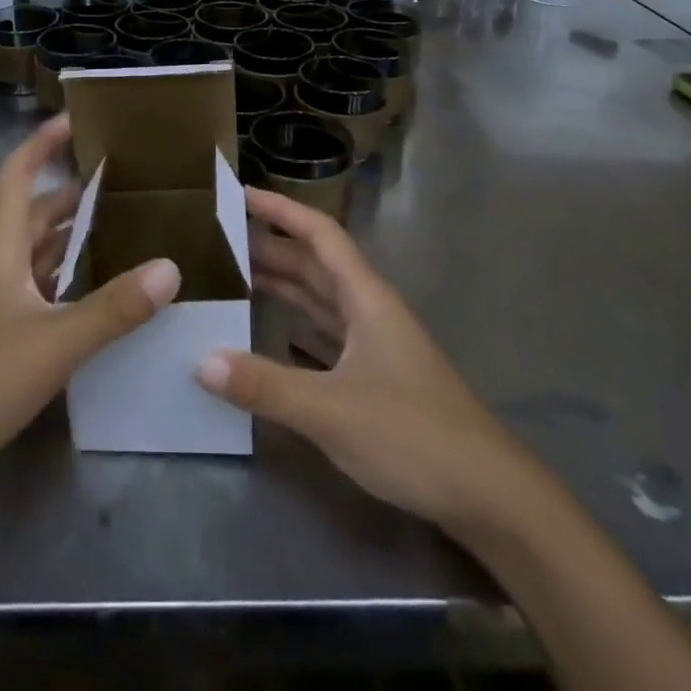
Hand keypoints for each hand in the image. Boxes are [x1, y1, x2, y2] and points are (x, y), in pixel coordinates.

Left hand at [0, 115, 181, 501]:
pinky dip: (68, 284)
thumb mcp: (54, 342)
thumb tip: (170, 267)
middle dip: (71, 193)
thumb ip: (113, 307)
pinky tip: (98, 297)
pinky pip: (39, 294)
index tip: (76, 120)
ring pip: (37, 256)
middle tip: (121, 182)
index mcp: (0, 249)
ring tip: (122, 231)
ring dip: (72, 239)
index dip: (42, 143)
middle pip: (33, 215)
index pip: (17, 176)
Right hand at [196, 187, 547, 540]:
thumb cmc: (413, 436)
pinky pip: (325, 334)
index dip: (281, 210)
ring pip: (320, 299)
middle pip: (315, 263)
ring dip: (282, 283)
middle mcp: (369, 310)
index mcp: (365, 297)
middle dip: (272, 246)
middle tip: (221, 238)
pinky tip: (269, 332)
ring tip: (235, 275)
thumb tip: (201, 361)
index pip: (319, 235)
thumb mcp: (331, 411)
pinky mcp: (375, 376)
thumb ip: (266, 386)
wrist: (489, 496)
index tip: (240, 194)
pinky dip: (295, 324)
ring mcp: (375, 344)